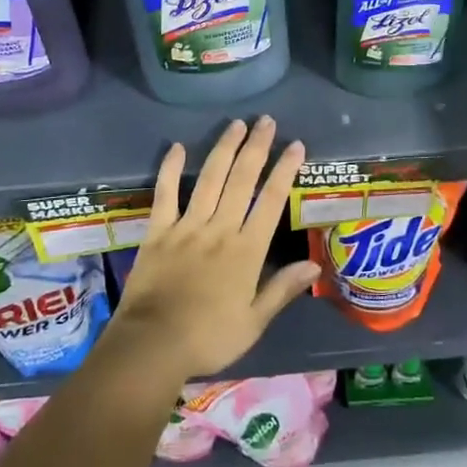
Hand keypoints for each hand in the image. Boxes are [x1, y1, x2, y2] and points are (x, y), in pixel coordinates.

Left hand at [112, 117, 318, 380]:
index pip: (271, 201)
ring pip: (210, 178)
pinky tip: (178, 147)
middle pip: (242, 179)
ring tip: (236, 124)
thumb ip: (282, 289)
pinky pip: (165, 194)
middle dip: (257, 147)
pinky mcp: (158, 231)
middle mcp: (220, 229)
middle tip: (267, 121)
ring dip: (224, 148)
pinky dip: (171, 169)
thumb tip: (314, 265)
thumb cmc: (208, 338)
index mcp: (246, 250)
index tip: (296, 146)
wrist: (152, 345)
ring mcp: (187, 226)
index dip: (285, 170)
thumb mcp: (253, 322)